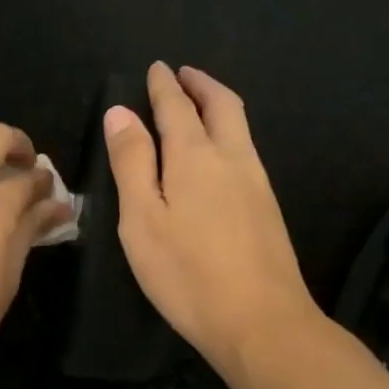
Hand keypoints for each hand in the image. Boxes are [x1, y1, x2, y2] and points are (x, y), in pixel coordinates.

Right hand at [103, 63, 322, 375]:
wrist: (261, 321)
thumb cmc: (188, 273)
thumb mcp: (142, 219)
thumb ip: (132, 163)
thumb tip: (120, 113)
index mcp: (195, 156)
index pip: (177, 107)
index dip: (164, 85)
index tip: (158, 67)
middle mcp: (232, 158)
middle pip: (221, 105)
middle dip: (201, 84)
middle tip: (184, 74)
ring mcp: (257, 182)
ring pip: (240, 127)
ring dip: (218, 105)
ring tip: (200, 104)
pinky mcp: (268, 207)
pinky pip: (246, 150)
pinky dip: (229, 132)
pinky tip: (219, 153)